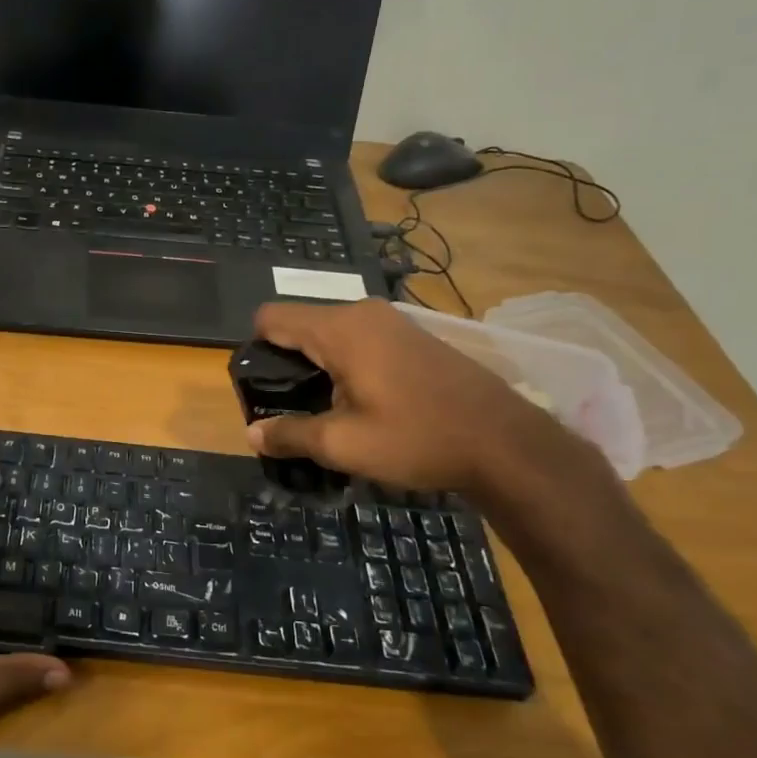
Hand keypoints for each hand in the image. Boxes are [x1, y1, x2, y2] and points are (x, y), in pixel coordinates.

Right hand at [247, 298, 574, 496]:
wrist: (505, 442)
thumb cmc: (417, 438)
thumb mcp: (344, 445)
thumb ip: (290, 434)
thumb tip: (251, 434)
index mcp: (339, 329)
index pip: (271, 317)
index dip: (254, 349)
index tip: (260, 388)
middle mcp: (362, 313)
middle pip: (300, 325)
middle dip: (286, 362)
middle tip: (290, 409)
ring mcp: (392, 321)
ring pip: (331, 334)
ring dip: (318, 366)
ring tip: (325, 411)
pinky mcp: (412, 336)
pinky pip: (359, 340)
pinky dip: (346, 364)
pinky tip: (362, 403)